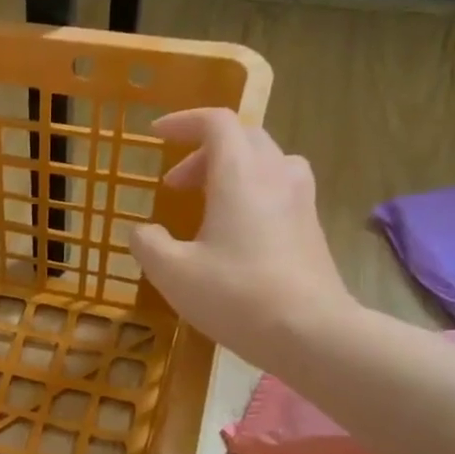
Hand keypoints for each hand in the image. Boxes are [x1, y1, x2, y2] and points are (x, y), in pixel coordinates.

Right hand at [128, 108, 355, 364]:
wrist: (309, 331)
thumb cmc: (235, 295)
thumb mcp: (172, 273)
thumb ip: (148, 244)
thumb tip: (143, 231)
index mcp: (240, 175)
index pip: (216, 123)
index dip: (184, 122)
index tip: (156, 136)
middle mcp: (275, 175)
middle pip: (243, 138)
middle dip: (203, 151)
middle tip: (175, 183)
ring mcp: (300, 200)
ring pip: (266, 161)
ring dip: (231, 170)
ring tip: (207, 203)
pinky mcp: (311, 226)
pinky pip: (279, 188)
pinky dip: (250, 192)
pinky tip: (235, 231)